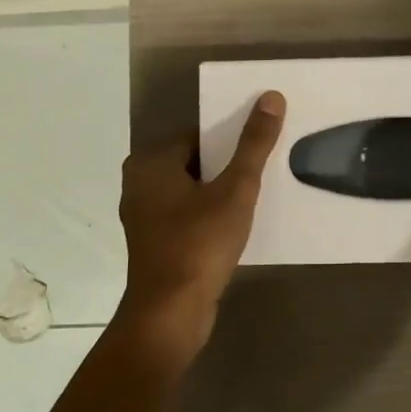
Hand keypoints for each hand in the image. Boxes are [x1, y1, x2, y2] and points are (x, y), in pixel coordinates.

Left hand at [114, 91, 286, 369]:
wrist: (170, 314)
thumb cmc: (199, 244)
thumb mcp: (235, 190)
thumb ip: (253, 144)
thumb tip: (271, 97)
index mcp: (150, 162)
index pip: (198, 134)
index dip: (232, 138)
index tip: (262, 146)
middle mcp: (139, 183)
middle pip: (195, 160)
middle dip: (228, 164)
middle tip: (265, 169)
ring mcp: (144, 215)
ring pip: (192, 189)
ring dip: (220, 190)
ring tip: (257, 195)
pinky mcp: (154, 241)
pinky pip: (187, 213)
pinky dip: (209, 213)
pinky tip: (237, 224)